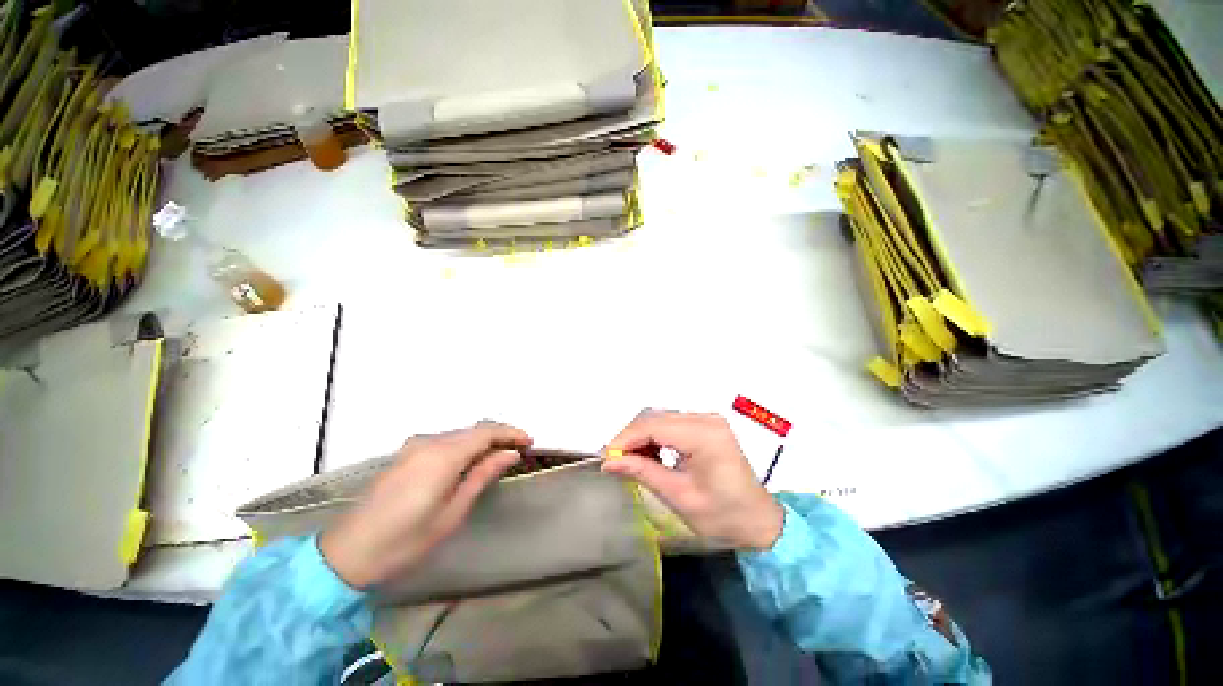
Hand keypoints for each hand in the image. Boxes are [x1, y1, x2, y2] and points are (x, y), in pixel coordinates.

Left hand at [319, 421, 532, 587]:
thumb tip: (510, 454)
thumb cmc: (405, 541)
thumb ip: (482, 475)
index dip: (511, 433)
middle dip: (499, 436)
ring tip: (499, 457)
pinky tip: (471, 461)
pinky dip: (464, 446)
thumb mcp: (452, 512)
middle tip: (518, 451)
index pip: (486, 432)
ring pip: (459, 434)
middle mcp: (428, 442)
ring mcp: (414, 446)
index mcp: (442, 455)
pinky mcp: (406, 454)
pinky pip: (444, 441)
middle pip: (473, 430)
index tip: (530, 442)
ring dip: (482, 441)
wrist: (347, 554)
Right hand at [602, 410, 783, 549]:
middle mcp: (706, 419)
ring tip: (631, 461)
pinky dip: (656, 437)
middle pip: (656, 418)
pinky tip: (650, 456)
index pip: (654, 426)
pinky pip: (672, 424)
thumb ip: (643, 472)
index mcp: (704, 435)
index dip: (626, 438)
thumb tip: (609, 461)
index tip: (606, 456)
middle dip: (632, 437)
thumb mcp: (679, 496)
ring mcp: (708, 420)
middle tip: (615, 460)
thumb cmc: (723, 515)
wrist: (759, 521)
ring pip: (662, 419)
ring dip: (642, 437)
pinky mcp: (707, 426)